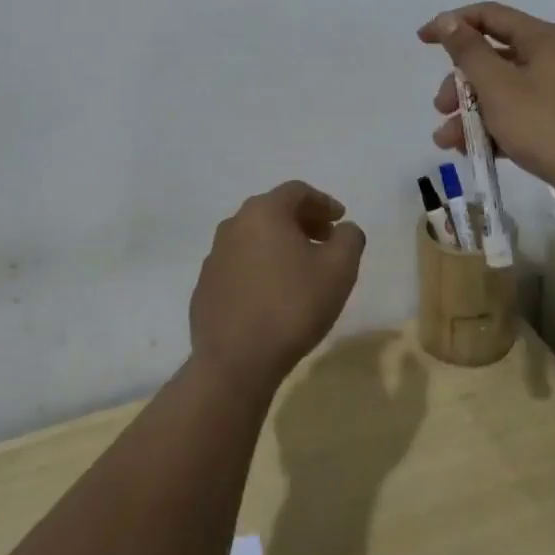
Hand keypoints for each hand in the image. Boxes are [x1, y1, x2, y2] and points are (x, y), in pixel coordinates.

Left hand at [189, 180, 365, 398]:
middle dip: (302, 221)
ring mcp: (214, 257)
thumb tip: (344, 229)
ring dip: (279, 244)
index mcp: (264, 212)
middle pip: (273, 211)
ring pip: (253, 238)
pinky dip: (259, 268)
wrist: (235, 363)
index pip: (297, 191)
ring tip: (301, 269)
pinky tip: (272, 295)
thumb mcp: (339, 269)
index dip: (323, 202)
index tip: (340, 220)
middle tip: (324, 240)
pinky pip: (238, 265)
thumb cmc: (292, 306)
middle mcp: (233, 225)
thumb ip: (349, 238)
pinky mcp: (205, 287)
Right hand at [418, 2, 554, 202]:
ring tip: (446, 140)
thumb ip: (468, 51)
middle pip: (491, 57)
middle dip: (459, 82)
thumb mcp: (498, 85)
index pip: (489, 15)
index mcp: (540, 38)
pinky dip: (491, 127)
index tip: (422, 41)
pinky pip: (514, 114)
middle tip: (440, 107)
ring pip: (500, 90)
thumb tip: (448, 20)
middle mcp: (550, 57)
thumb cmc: (545, 123)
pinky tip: (469, 150)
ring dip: (469, 111)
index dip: (452, 23)